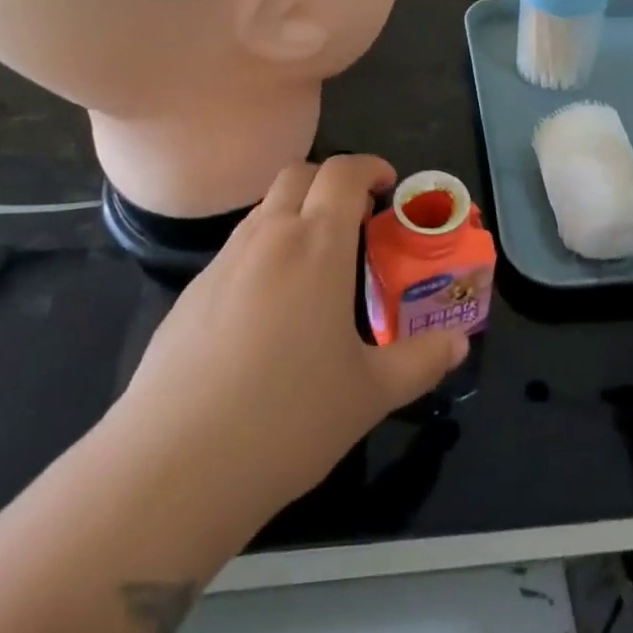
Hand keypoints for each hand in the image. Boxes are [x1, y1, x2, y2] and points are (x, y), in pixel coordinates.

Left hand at [109, 156, 466, 520]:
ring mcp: (223, 262)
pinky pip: (237, 248)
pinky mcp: (191, 293)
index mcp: (316, 244)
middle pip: (298, 174)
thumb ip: (420, 361)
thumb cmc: (287, 419)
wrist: (174, 465)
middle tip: (356, 219)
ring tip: (317, 265)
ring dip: (295, 213)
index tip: (388, 186)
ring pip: (264, 209)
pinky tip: (269, 310)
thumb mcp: (369, 394)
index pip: (343, 172)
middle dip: (331, 181)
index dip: (369, 167)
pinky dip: (264, 251)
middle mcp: (268, 237)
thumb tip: (458, 343)